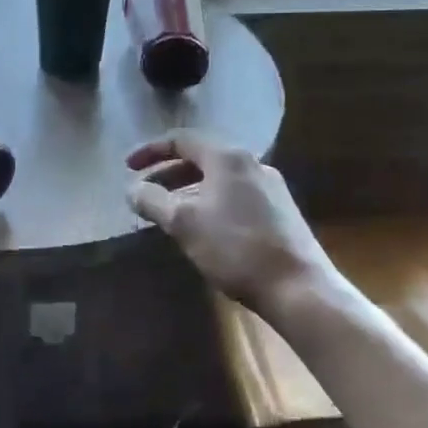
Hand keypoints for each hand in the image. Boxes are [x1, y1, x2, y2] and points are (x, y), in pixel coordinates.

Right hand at [126, 131, 336, 314]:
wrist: (299, 288)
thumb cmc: (235, 248)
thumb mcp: (183, 223)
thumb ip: (152, 201)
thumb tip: (132, 190)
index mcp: (227, 157)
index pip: (181, 139)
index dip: (150, 151)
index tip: (128, 168)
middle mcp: (252, 163)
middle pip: (201, 157)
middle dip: (168, 173)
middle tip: (145, 192)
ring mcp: (270, 187)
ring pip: (218, 178)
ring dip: (188, 189)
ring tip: (169, 212)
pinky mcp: (280, 211)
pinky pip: (235, 195)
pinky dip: (210, 201)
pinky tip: (203, 227)